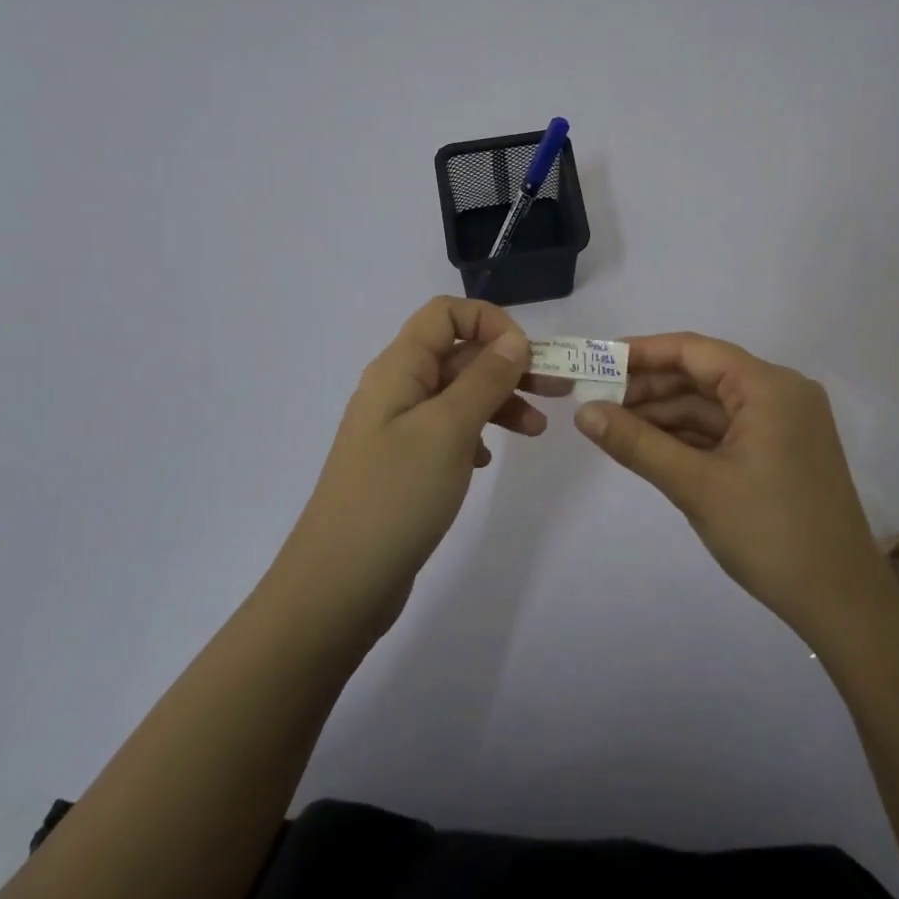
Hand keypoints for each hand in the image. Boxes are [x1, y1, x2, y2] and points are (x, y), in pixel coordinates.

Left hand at [280, 297, 543, 630]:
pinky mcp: (404, 463)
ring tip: (537, 430)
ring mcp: (398, 428)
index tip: (526, 355)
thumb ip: (485, 378)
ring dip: (500, 401)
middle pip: (458, 354)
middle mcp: (397, 389)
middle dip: (509, 364)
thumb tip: (514, 339)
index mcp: (399, 369)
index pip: (445, 314)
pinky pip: (448, 429)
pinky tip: (488, 459)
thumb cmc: (396, 496)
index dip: (489, 322)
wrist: (340, 584)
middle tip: (558, 389)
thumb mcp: (449, 429)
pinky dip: (477, 433)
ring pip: (458, 394)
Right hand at [573, 333, 886, 644]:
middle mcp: (781, 392)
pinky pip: (727, 429)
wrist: (842, 603)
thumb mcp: (695, 486)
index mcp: (769, 386)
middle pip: (703, 375)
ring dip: (665, 414)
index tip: (596, 360)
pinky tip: (650, 444)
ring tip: (613, 424)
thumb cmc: (769, 534)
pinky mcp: (782, 450)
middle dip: (649, 387)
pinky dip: (689, 435)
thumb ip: (636, 443)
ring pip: (713, 404)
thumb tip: (583, 412)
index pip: (694, 351)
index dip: (642, 352)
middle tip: (596, 400)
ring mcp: (785, 423)